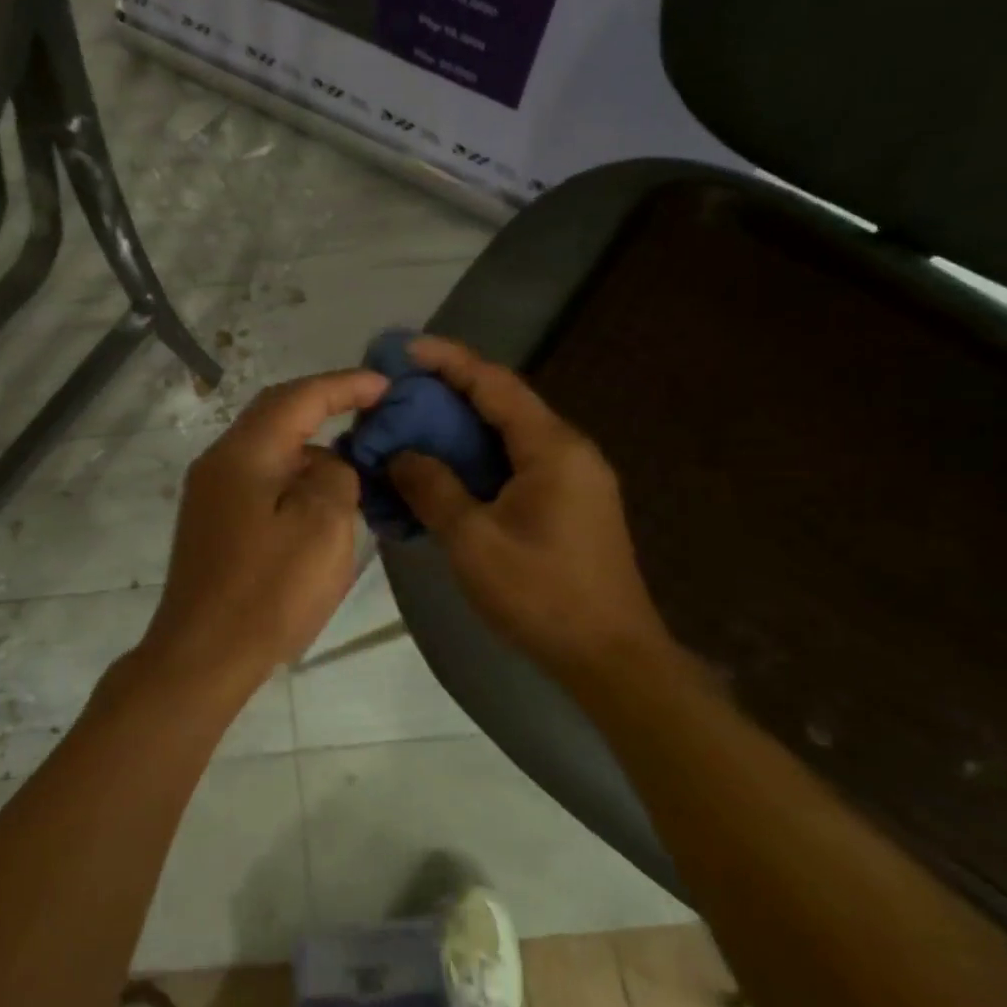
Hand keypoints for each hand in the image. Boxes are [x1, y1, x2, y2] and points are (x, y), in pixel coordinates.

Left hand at [126, 369, 388, 703]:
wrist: (202, 655)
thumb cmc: (267, 592)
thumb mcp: (323, 527)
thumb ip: (335, 476)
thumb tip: (328, 464)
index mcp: (244, 453)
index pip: (299, 397)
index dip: (345, 385)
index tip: (386, 384)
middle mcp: (220, 461)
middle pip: (276, 413)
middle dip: (325, 404)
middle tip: (371, 407)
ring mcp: (210, 493)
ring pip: (268, 448)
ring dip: (310, 444)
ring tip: (355, 457)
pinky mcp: (212, 522)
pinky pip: (260, 478)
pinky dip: (294, 475)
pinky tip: (320, 498)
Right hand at [387, 337, 673, 677]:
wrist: (611, 658)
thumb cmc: (542, 594)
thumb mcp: (474, 541)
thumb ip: (433, 488)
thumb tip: (400, 454)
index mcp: (552, 448)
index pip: (494, 383)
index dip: (447, 360)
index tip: (403, 349)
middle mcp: (567, 451)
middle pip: (501, 404)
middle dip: (447, 393)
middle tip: (395, 393)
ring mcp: (571, 479)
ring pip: (505, 436)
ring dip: (458, 429)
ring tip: (408, 428)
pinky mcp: (565, 505)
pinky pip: (513, 465)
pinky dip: (474, 460)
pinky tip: (442, 473)